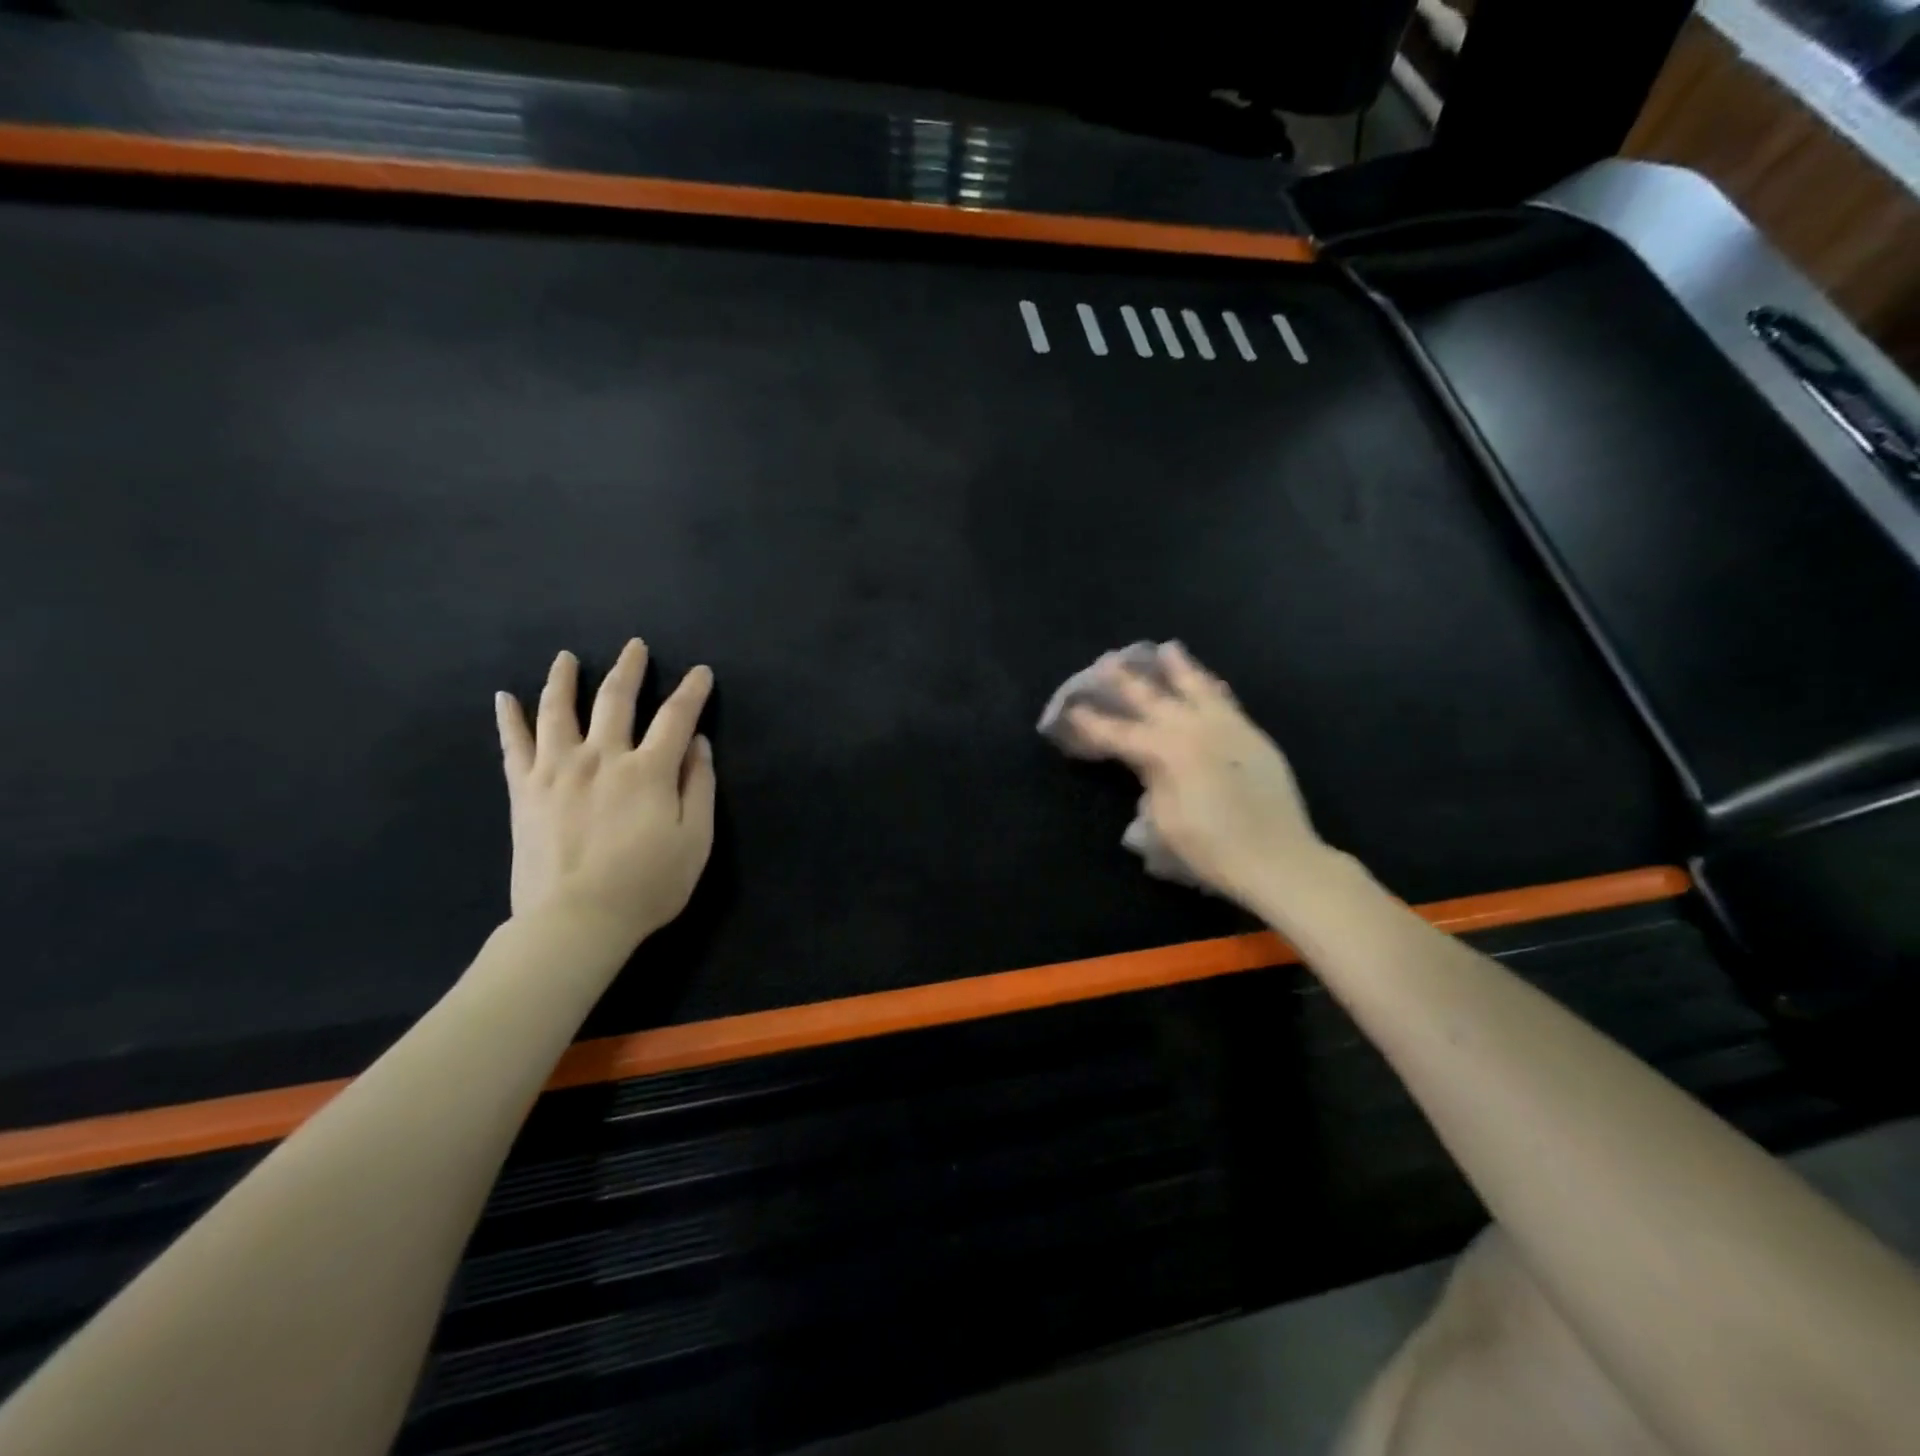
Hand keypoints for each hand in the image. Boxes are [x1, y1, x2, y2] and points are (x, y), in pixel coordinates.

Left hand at [495, 640, 715, 946]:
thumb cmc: (646, 885)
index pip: (676, 717)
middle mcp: (601, 757)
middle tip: (635, 646)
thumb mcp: (694, 840)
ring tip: (567, 657)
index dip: (692, 691)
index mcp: (647, 770)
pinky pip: (514, 745)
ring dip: (565, 678)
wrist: (574, 921)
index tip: (701, 672)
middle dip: (630, 668)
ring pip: (559, 710)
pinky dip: (509, 718)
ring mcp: (556, 770)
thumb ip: (698, 787)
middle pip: (615, 699)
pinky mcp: (524, 791)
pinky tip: (504, 697)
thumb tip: (698, 744)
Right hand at [1067, 643, 1329, 913]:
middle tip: (1108, 661)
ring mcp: (1227, 728)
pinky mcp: (1252, 736)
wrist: (1278, 858)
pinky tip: (1209, 681)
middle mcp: (1195, 729)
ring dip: (1178, 669)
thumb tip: (1147, 765)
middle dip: (1127, 681)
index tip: (1072, 709)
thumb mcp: (1164, 821)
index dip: (1092, 723)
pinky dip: (1212, 688)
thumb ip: (1151, 782)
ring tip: (1167, 648)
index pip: (1119, 733)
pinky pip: (1226, 702)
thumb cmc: (1210, 848)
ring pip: (1197, 688)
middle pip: (1154, 699)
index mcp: (1167, 751)